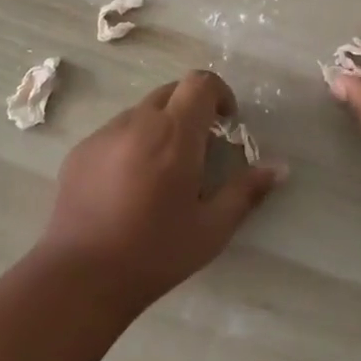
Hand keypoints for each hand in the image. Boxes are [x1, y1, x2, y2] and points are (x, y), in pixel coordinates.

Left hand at [37, 70, 283, 310]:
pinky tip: (127, 188)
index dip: (218, 93)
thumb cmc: (155, 253)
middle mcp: (138, 122)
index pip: (200, 82)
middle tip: (198, 150)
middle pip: (172, 92)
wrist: (80, 278)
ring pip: (142, 112)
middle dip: (191, 109)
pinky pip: (114, 132)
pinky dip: (130, 144)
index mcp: (175, 133)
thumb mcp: (212, 228)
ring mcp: (104, 134)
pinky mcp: (80, 150)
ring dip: (160, 127)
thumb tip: (280, 168)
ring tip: (161, 173)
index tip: (225, 122)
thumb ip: (246, 191)